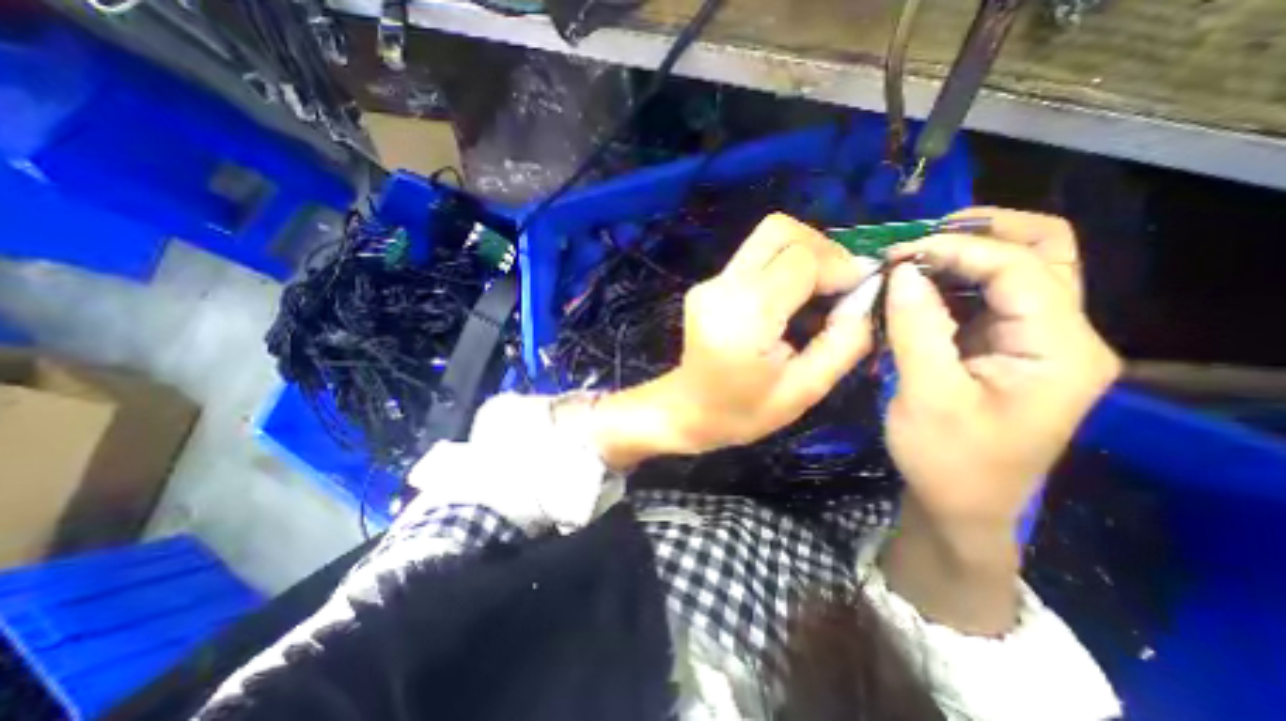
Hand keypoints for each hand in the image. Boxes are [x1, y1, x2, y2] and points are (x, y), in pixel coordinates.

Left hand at [586, 210, 878, 467]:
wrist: (687, 410)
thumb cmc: (743, 411)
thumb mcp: (805, 390)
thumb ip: (843, 342)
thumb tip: (866, 295)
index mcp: (744, 317)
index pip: (800, 260)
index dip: (838, 266)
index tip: (858, 289)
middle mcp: (722, 288)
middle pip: (778, 231)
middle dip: (820, 248)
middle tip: (840, 282)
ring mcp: (710, 283)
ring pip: (765, 239)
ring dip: (803, 254)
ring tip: (819, 290)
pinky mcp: (706, 285)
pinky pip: (753, 257)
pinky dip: (781, 266)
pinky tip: (789, 298)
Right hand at [880, 206, 1123, 529]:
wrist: (959, 506)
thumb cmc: (947, 460)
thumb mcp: (927, 395)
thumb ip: (917, 328)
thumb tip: (901, 273)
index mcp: (1058, 349)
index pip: (1019, 268)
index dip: (956, 250)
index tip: (896, 255)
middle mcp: (1061, 336)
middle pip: (1043, 254)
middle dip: (982, 234)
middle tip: (922, 237)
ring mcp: (1034, 343)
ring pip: (1014, 273)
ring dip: (963, 258)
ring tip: (911, 261)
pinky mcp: (1005, 351)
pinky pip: (985, 301)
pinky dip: (951, 286)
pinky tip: (916, 291)